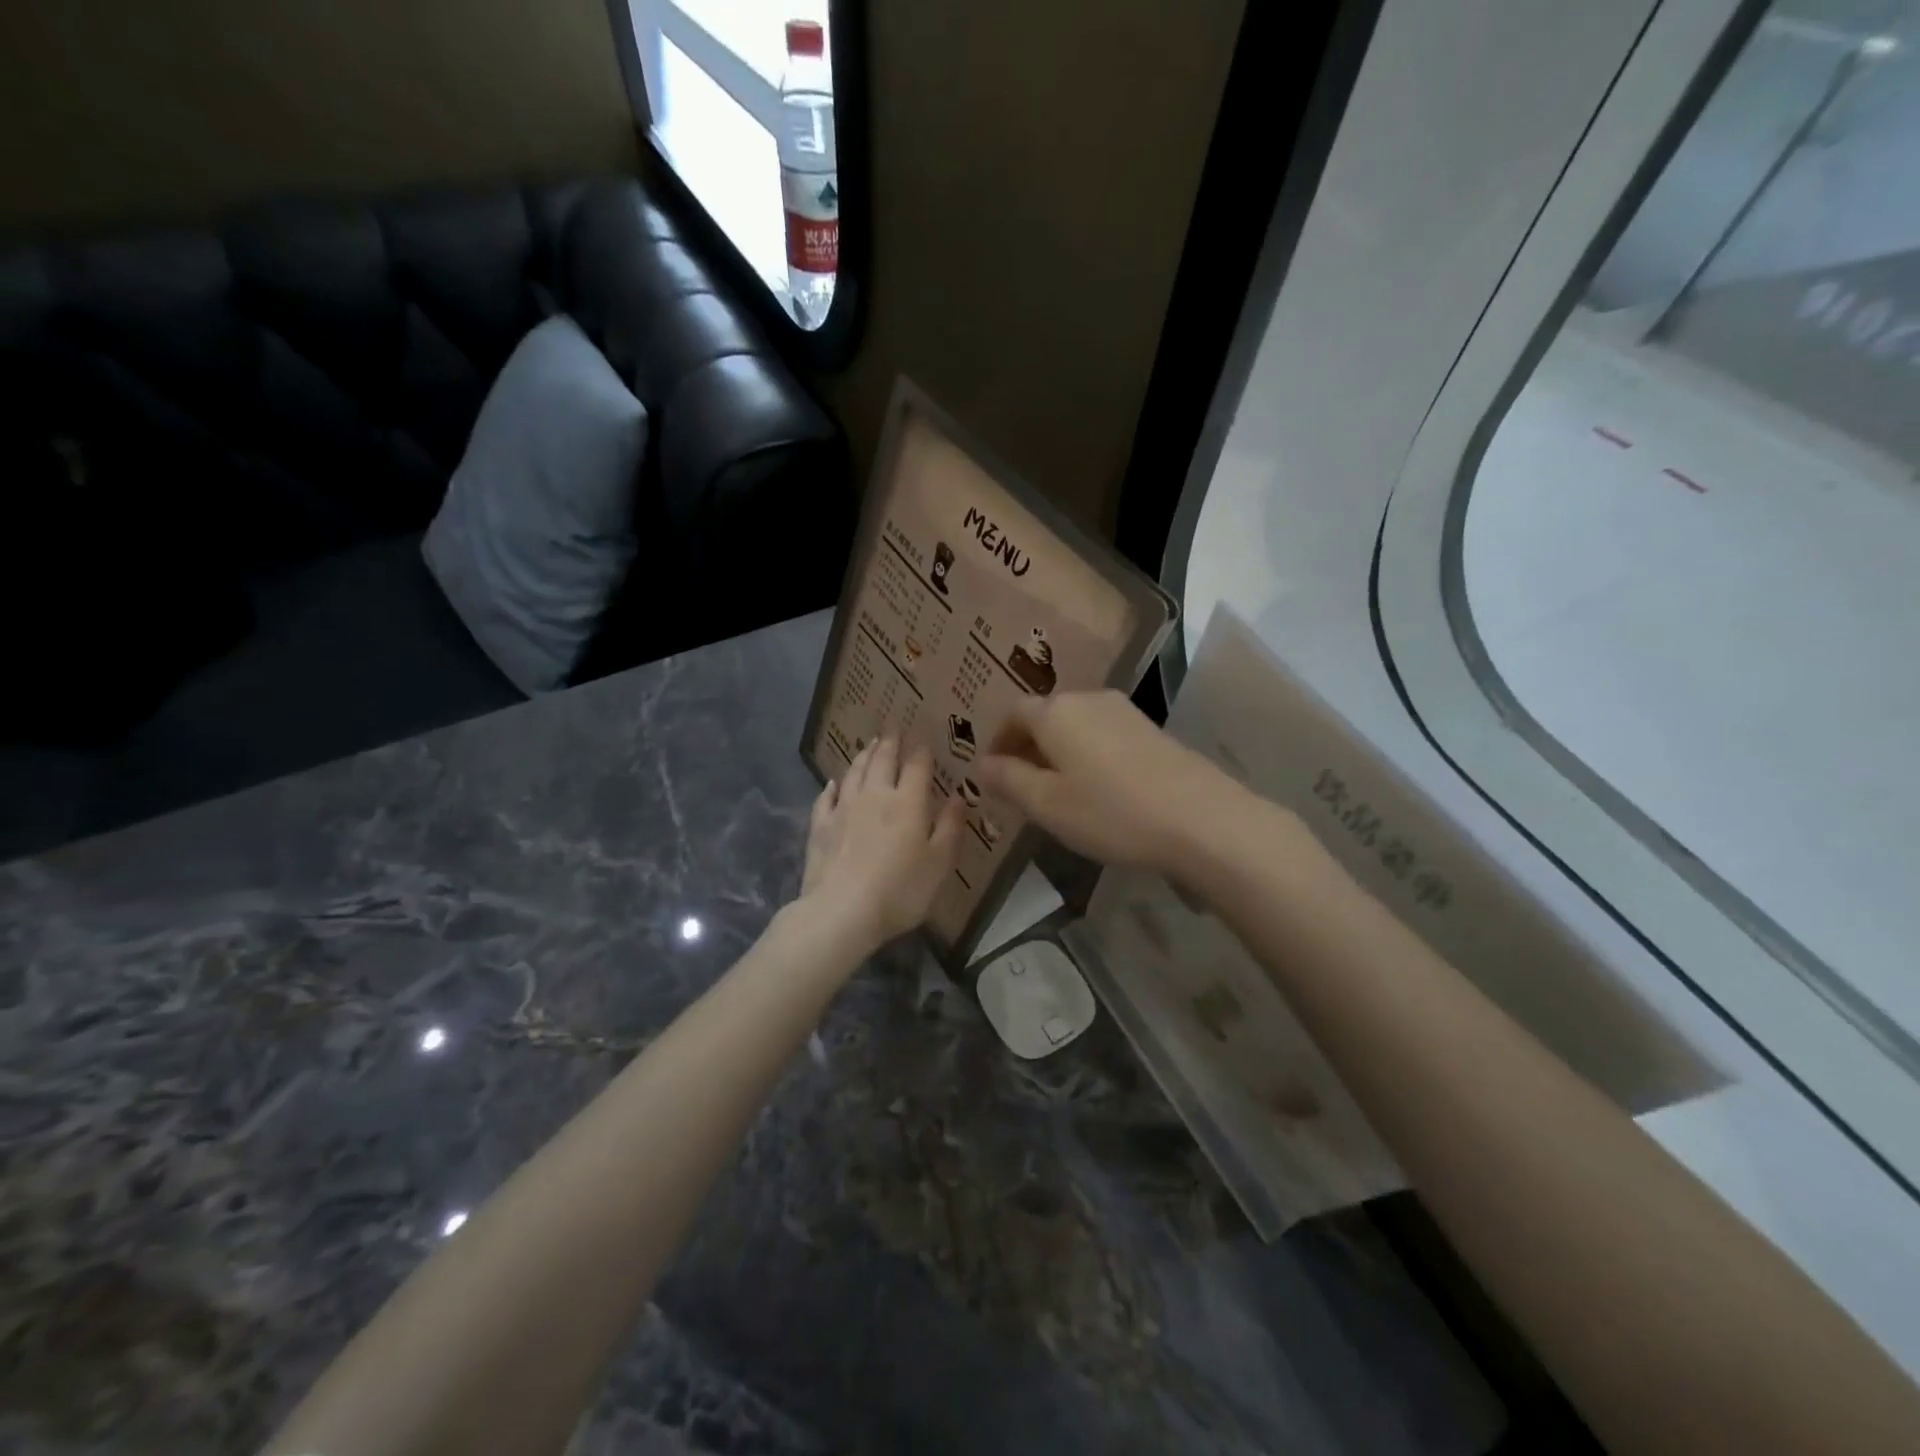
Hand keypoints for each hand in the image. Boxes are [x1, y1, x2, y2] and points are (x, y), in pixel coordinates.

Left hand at [798, 738, 964, 953]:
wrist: (842, 911)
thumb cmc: (900, 890)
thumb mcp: (939, 863)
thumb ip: (950, 827)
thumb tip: (959, 796)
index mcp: (908, 802)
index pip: (917, 766)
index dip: (922, 750)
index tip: (924, 738)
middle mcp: (875, 795)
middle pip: (882, 761)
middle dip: (890, 743)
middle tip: (893, 729)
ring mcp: (844, 808)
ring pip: (854, 772)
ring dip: (864, 756)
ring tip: (869, 745)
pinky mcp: (820, 826)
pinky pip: (827, 797)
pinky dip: (833, 786)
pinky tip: (834, 783)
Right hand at [976, 691, 1240, 872]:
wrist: (1199, 818)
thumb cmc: (1110, 811)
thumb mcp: (1047, 804)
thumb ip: (1008, 780)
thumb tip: (981, 764)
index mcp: (1055, 711)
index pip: (1012, 714)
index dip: (998, 741)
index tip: (992, 772)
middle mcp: (1087, 699)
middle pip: (1045, 715)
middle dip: (1027, 746)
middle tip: (1019, 785)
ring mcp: (1124, 711)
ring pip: (1075, 725)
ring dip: (1058, 751)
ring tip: (1057, 790)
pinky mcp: (1150, 729)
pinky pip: (1102, 734)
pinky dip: (1086, 754)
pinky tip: (1096, 787)